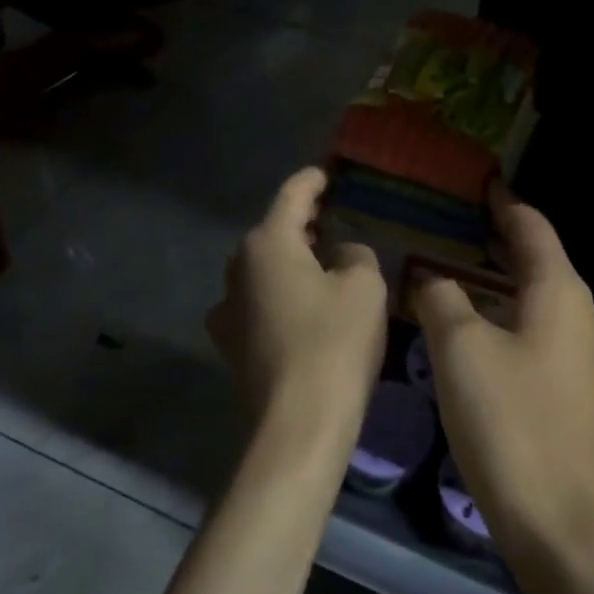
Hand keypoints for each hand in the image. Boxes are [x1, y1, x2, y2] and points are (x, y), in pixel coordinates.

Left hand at [208, 167, 386, 445]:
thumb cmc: (335, 342)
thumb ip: (355, 254)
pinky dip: (280, 293)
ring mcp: (228, 307)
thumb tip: (340, 256)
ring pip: (264, 268)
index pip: (292, 195)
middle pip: (274, 231)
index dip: (313, 180)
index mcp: (268, 243)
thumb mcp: (364, 286)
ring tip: (323, 261)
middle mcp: (238, 267)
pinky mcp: (231, 343)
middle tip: (335, 217)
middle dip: (303, 222)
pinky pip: (259, 301)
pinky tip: (302, 307)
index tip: (328, 171)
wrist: (298, 423)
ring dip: (291, 260)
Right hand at [412, 186, 593, 559]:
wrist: (562, 521)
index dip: (501, 202)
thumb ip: (441, 298)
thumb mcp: (461, 348)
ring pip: (527, 297)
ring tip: (443, 266)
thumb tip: (430, 279)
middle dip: (491, 238)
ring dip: (489, 279)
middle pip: (532, 258)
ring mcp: (573, 353)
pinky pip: (526, 330)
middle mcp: (574, 312)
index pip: (530, 225)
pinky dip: (495, 314)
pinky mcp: (562, 388)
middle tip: (444, 221)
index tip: (472, 183)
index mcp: (558, 290)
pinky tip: (461, 326)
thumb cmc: (511, 421)